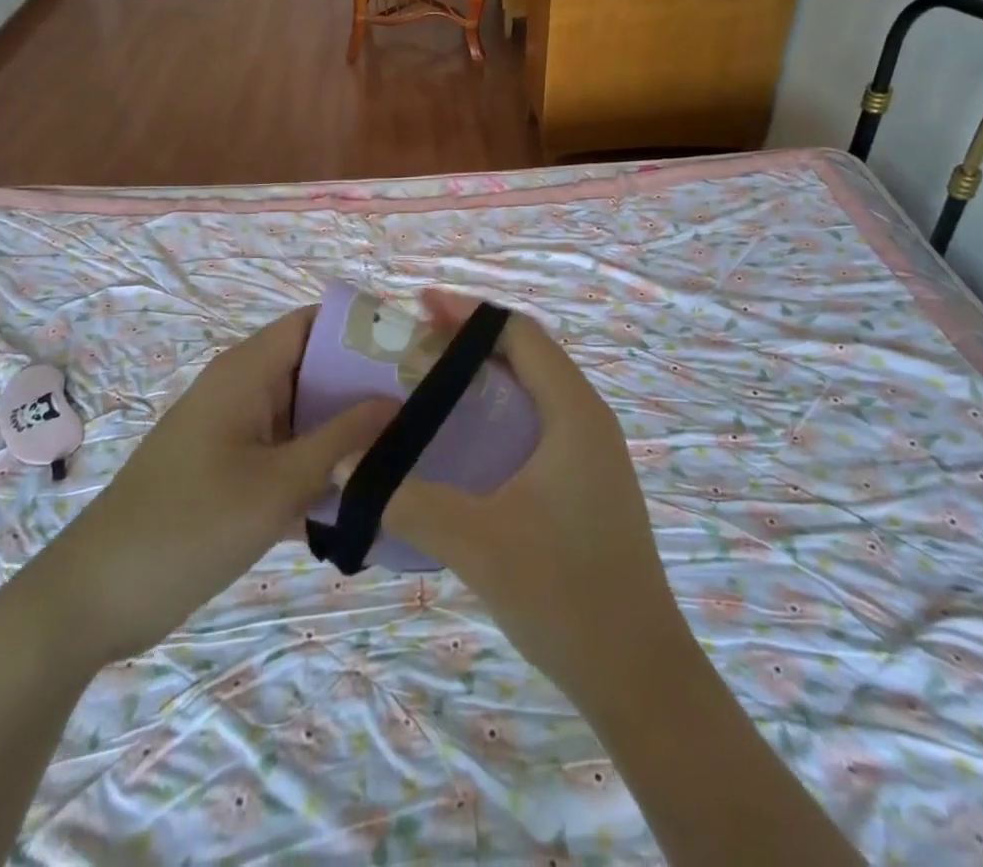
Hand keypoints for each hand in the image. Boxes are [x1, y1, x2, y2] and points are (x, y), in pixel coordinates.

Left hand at [40, 307, 392, 662]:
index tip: (413, 355)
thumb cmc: (189, 526)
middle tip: (422, 409)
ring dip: (346, 429)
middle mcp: (242, 388)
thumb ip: (344, 439)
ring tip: (406, 448)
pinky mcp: (229, 466)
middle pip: (315, 367)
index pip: (315, 323)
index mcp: (247, 370)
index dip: (363, 330)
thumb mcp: (279, 484)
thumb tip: (398, 400)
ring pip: (304, 412)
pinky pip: (287, 448)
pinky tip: (360, 492)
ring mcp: (234, 429)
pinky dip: (319, 461)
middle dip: (365, 385)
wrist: (93, 599)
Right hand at [376, 291, 689, 699]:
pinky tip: (465, 439)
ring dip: (486, 375)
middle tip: (415, 342)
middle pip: (528, 354)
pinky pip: (538, 421)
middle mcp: (588, 419)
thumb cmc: (565, 595)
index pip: (521, 334)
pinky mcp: (587, 482)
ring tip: (432, 380)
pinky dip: (499, 410)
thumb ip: (407, 499)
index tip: (420, 306)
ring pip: (534, 389)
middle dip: (472, 339)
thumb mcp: (476, 543)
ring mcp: (592, 452)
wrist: (638, 674)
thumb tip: (344, 464)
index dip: (469, 313)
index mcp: (574, 413)